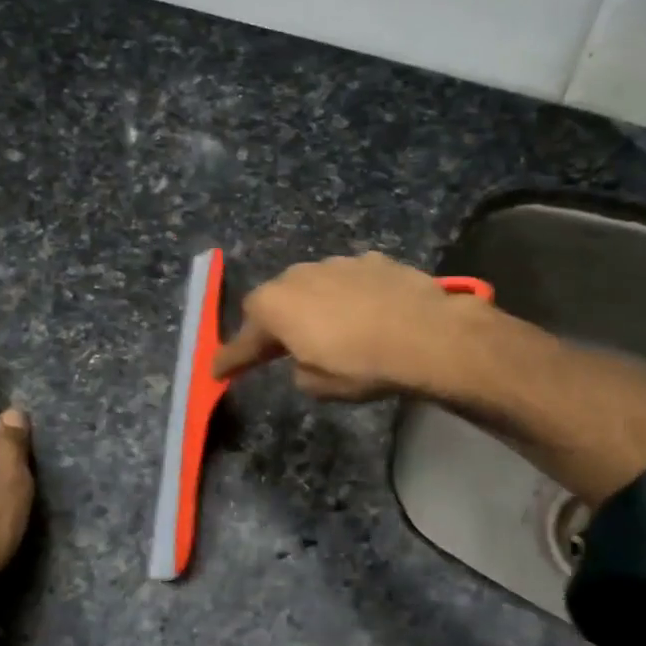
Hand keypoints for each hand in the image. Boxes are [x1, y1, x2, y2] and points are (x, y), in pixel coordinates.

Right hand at [211, 252, 477, 399]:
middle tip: (278, 348)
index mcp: (275, 306)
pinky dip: (348, 296)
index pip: (243, 339)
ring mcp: (336, 262)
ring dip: (312, 305)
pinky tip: (365, 313)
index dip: (231, 358)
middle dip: (274, 324)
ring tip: (330, 329)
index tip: (218, 371)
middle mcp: (298, 276)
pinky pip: (347, 280)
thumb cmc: (361, 365)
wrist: (426, 335)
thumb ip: (299, 369)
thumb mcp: (318, 385)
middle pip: (274, 301)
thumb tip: (304, 359)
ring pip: (312, 285)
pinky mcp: (372, 259)